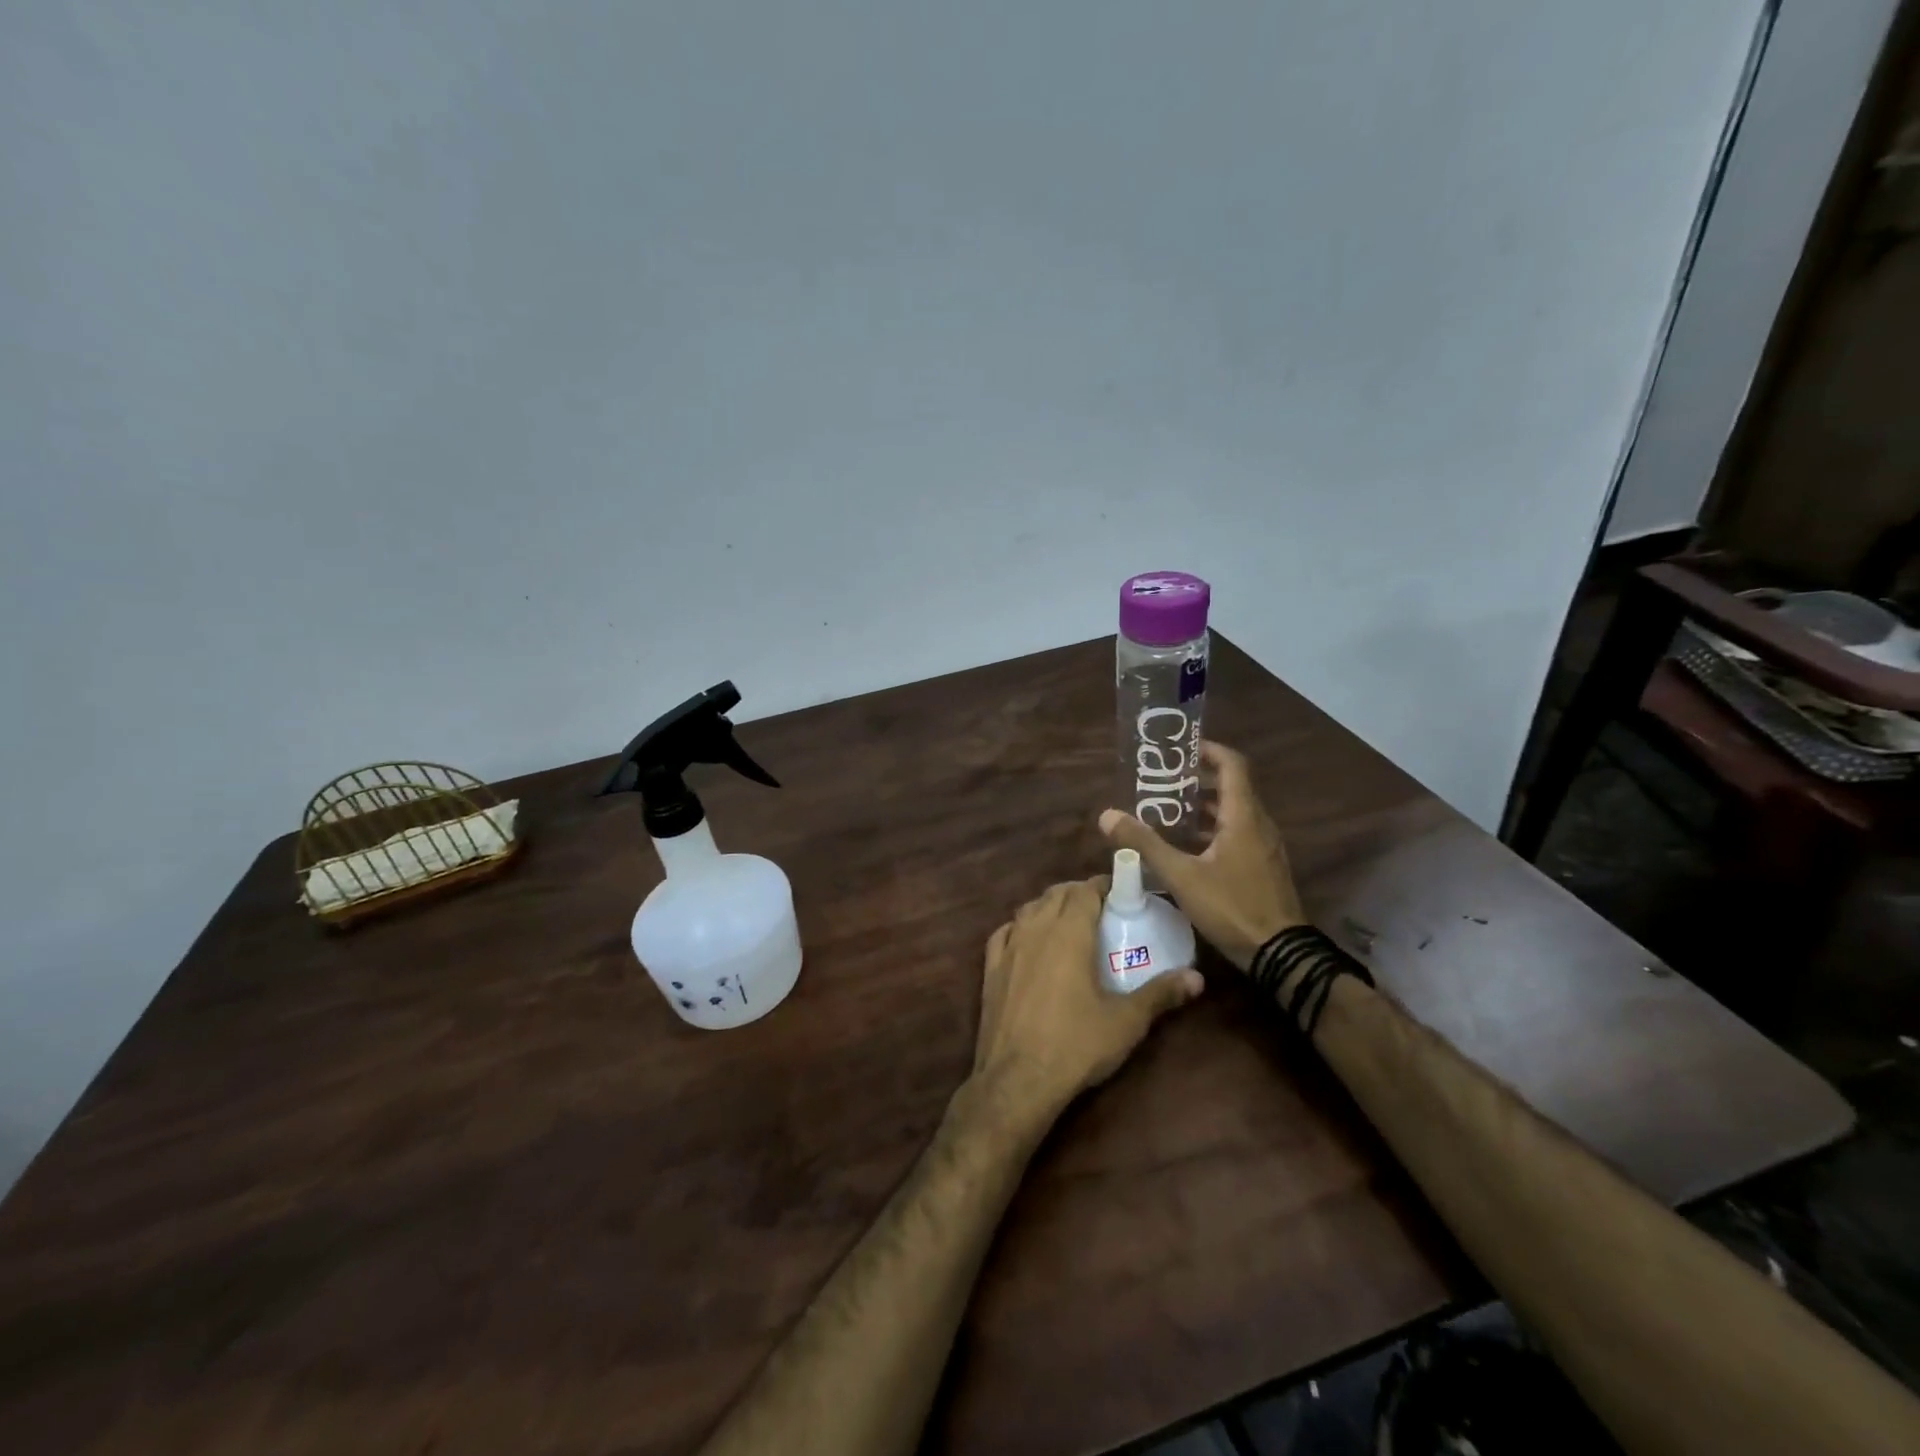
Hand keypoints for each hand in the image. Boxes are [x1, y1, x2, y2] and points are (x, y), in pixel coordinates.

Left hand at [971, 878, 1201, 1124]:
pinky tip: (1027, 939)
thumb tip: (1197, 978)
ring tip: (1068, 920)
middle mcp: (1036, 929)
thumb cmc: (1076, 1045)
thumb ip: (1161, 994)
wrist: (1018, 1079)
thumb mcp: (1126, 1021)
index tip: (1121, 891)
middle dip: (1079, 892)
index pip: (1085, 890)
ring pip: (1029, 909)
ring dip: (1049, 906)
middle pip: (1057, 894)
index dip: (1103, 885)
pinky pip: (1004, 933)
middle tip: (1101, 907)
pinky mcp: (990, 968)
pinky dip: (1019, 927)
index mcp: (1069, 932)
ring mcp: (1008, 947)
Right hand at [1100, 741, 1304, 970]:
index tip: (1180, 749)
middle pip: (1232, 787)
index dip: (1209, 750)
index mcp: (1243, 817)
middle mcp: (1259, 824)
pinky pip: (1238, 833)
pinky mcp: (1264, 866)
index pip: (1232, 765)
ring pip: (1234, 812)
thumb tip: (1107, 815)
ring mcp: (1265, 847)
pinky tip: (1188, 846)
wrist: (1280, 954)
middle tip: (1163, 781)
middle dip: (1198, 779)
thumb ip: (1145, 844)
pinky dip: (1214, 829)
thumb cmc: (1232, 907)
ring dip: (1204, 807)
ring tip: (1168, 810)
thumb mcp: (1181, 876)